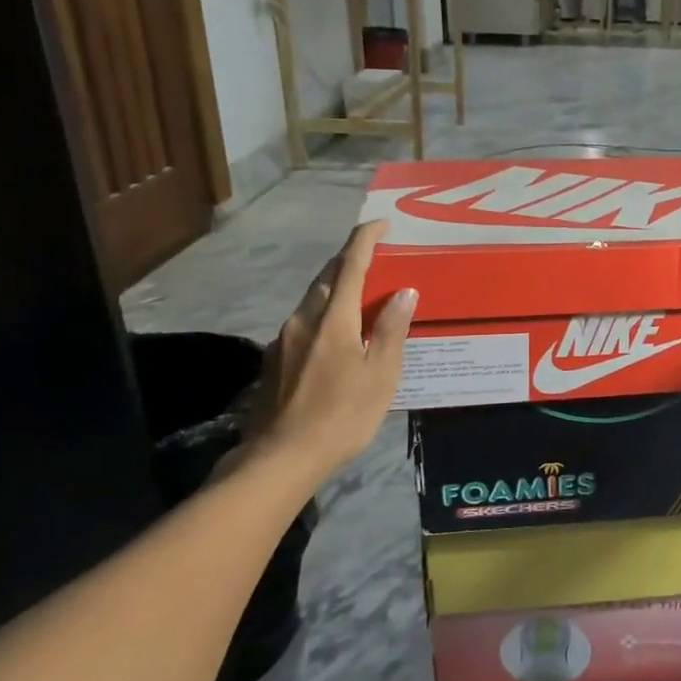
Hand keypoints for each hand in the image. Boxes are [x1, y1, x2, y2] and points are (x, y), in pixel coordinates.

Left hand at [241, 221, 415, 484]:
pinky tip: (339, 335)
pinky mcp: (275, 359)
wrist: (280, 457)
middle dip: (350, 260)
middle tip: (376, 258)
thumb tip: (404, 291)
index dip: (365, 239)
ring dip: (337, 288)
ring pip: (313, 299)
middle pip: (328, 277)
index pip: (351, 265)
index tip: (380, 223)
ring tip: (363, 296)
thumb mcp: (380, 375)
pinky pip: (305, 322)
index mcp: (333, 319)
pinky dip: (326, 314)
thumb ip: (391, 330)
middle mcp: (304, 319)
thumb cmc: (341, 415)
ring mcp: (284, 339)